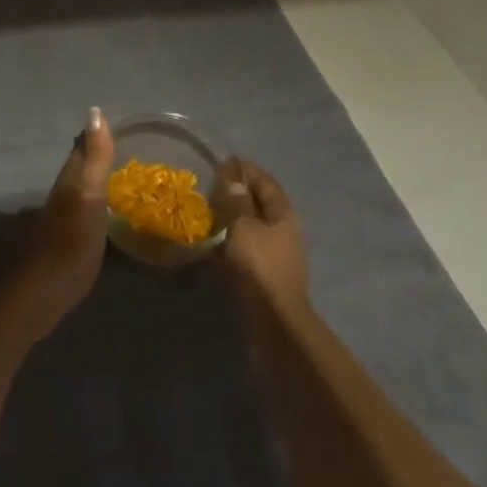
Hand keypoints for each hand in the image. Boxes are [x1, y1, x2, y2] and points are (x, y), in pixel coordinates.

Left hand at [19, 107, 113, 338]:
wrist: (36, 297)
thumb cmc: (69, 245)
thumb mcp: (89, 197)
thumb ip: (95, 158)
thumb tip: (95, 111)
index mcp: (68, 184)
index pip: (79, 151)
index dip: (92, 137)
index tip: (106, 124)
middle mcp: (59, 199)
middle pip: (74, 172)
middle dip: (89, 159)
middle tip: (110, 150)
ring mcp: (55, 226)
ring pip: (73, 195)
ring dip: (87, 185)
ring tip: (106, 182)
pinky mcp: (57, 251)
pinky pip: (75, 219)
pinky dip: (86, 212)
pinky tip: (94, 221)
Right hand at [217, 158, 309, 319]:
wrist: (274, 324)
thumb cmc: (260, 266)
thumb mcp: (243, 225)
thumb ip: (236, 198)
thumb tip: (232, 174)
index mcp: (283, 214)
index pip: (265, 181)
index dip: (245, 169)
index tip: (221, 161)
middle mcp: (282, 231)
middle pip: (258, 204)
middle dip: (235, 194)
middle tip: (208, 187)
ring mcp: (274, 256)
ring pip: (249, 228)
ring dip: (229, 220)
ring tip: (203, 213)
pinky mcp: (262, 277)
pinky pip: (242, 251)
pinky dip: (226, 244)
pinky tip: (207, 245)